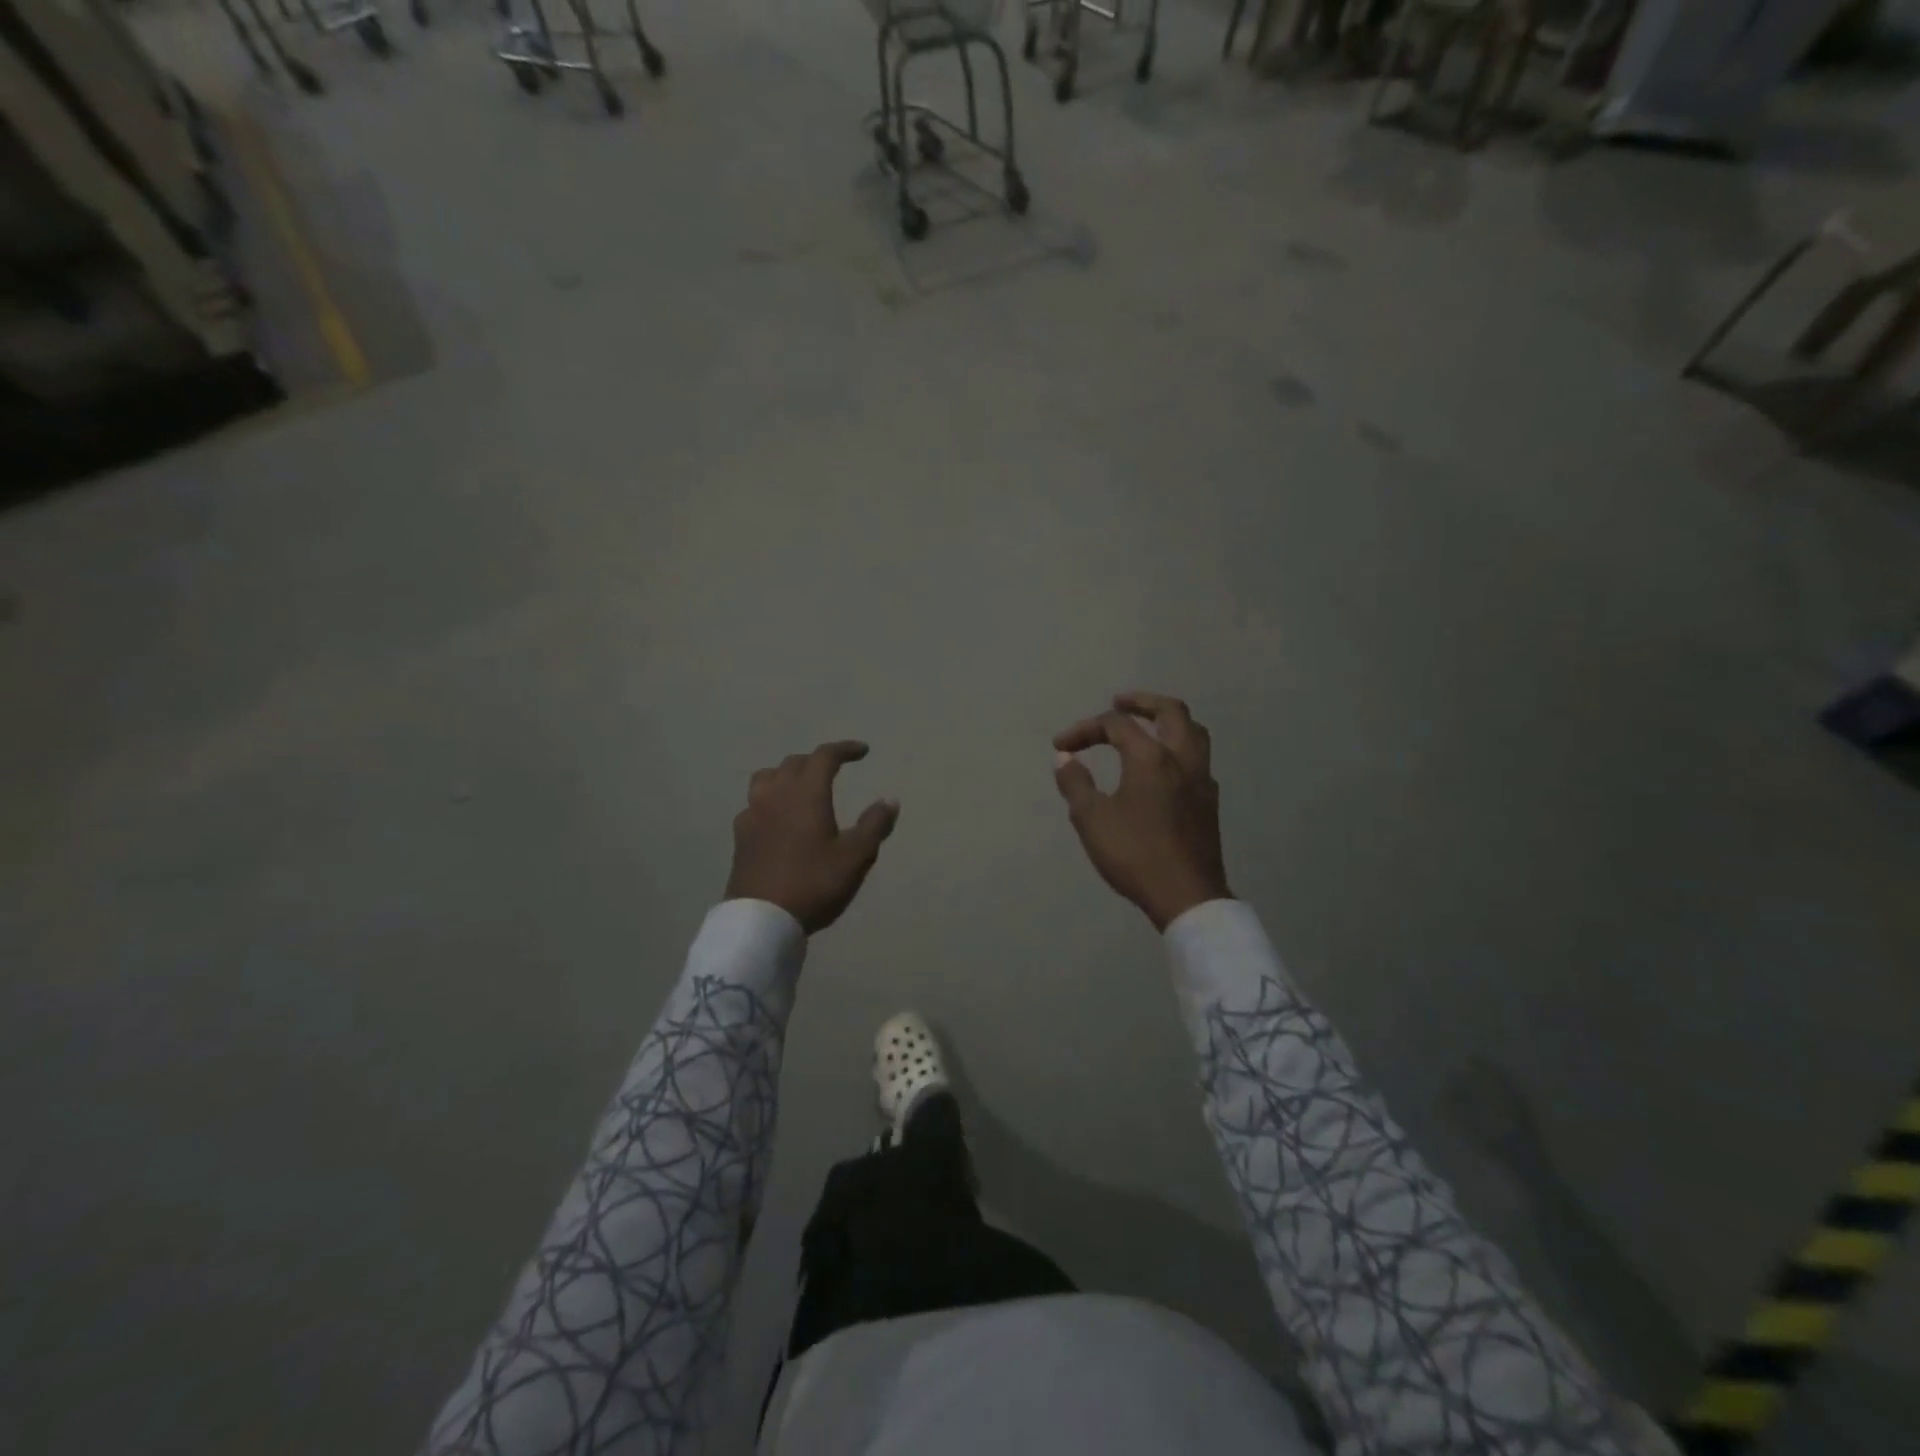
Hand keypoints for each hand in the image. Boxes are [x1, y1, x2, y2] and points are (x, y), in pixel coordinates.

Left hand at [725, 741, 899, 933]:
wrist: (762, 919)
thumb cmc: (814, 882)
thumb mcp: (856, 856)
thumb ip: (874, 825)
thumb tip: (889, 800)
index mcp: (806, 793)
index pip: (824, 756)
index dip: (844, 749)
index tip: (863, 752)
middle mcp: (776, 795)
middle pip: (794, 763)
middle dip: (816, 761)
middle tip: (835, 770)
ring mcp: (753, 814)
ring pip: (767, 778)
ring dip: (787, 775)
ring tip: (800, 787)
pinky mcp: (740, 836)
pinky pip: (755, 804)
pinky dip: (770, 800)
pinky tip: (777, 819)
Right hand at [1052, 692, 1230, 931]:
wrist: (1186, 895)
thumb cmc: (1134, 854)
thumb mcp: (1092, 820)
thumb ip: (1076, 783)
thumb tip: (1064, 758)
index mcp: (1151, 757)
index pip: (1116, 725)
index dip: (1085, 729)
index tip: (1061, 746)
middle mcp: (1182, 758)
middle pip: (1170, 711)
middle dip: (1141, 702)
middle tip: (1118, 702)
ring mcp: (1202, 779)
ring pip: (1193, 731)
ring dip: (1168, 720)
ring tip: (1147, 725)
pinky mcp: (1210, 801)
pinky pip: (1198, 758)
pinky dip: (1179, 747)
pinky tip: (1164, 766)